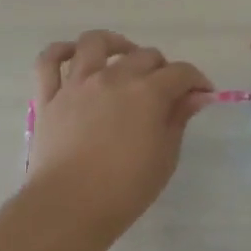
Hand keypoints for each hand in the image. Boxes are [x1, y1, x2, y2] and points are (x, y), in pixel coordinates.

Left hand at [27, 30, 212, 241]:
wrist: (68, 207)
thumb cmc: (125, 189)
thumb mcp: (165, 158)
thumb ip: (178, 120)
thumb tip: (195, 96)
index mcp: (147, 92)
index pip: (181, 72)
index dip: (196, 80)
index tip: (202, 94)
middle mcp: (113, 77)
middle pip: (144, 55)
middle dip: (162, 67)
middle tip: (166, 89)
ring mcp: (77, 84)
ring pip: (95, 43)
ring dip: (115, 44)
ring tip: (123, 56)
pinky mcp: (49, 97)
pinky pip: (48, 62)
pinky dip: (60, 52)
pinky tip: (74, 56)